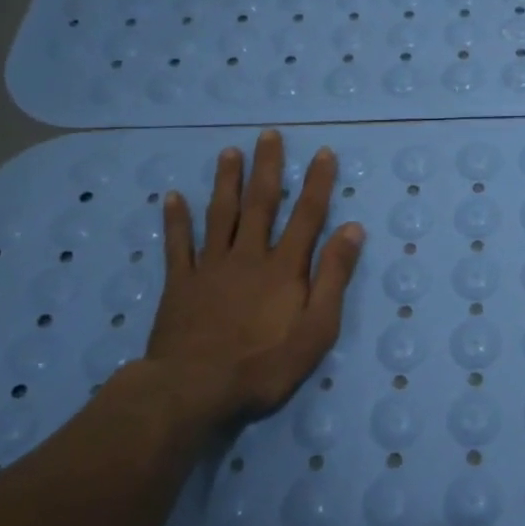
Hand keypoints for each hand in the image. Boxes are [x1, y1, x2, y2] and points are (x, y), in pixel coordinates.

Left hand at [144, 131, 363, 427]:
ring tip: (229, 152)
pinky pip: (177, 245)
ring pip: (220, 214)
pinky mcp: (180, 285)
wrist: (195, 391)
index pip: (307, 215)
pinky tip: (171, 196)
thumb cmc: (264, 364)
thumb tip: (352, 229)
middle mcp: (248, 256)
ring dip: (225, 181)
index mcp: (284, 267)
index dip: (317, 182)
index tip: (323, 152)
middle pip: (260, 203)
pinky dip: (175, 220)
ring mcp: (210, 267)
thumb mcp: (317, 328)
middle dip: (268, 167)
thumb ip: (334, 277)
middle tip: (269, 135)